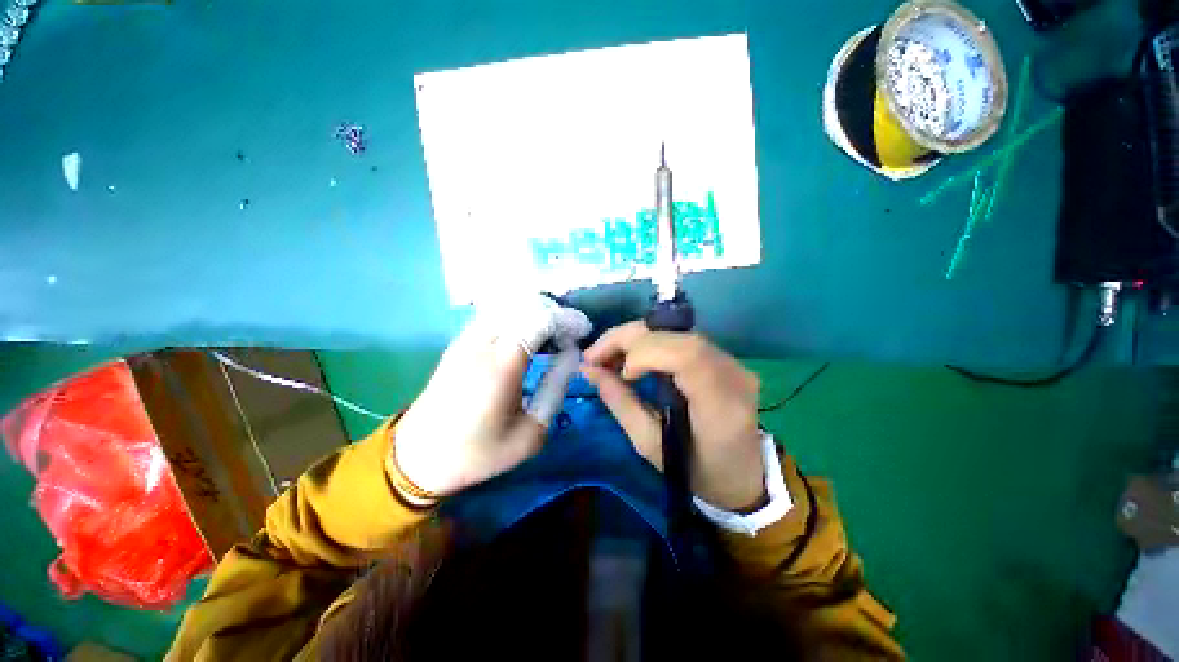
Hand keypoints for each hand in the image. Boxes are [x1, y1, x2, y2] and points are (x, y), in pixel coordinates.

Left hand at [394, 296, 590, 495]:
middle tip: (568, 334)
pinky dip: (516, 315)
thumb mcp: (530, 434)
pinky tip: (525, 335)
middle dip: (553, 312)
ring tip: (550, 333)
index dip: (566, 319)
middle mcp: (482, 342)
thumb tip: (570, 357)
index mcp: (502, 365)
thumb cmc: (478, 452)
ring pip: (508, 304)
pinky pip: (494, 314)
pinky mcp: (458, 342)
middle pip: (525, 304)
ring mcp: (466, 339)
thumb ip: (555, 390)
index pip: (540, 319)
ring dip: (534, 311)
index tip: (582, 331)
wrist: (419, 457)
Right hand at [581, 321, 765, 510]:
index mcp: (721, 406)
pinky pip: (680, 338)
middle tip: (593, 356)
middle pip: (677, 335)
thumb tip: (589, 370)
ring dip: (635, 338)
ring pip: (676, 331)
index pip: (687, 356)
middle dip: (627, 338)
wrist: (742, 476)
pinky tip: (630, 356)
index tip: (621, 372)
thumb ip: (620, 402)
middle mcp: (733, 374)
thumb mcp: (649, 445)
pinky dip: (649, 341)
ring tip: (605, 355)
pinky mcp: (725, 358)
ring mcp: (733, 362)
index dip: (646, 353)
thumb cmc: (695, 472)